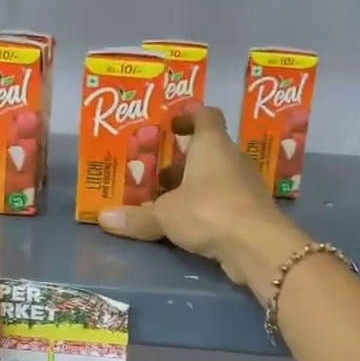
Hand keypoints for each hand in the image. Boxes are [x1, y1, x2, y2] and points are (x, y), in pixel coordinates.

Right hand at [98, 107, 306, 300]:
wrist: (256, 244)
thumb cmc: (208, 210)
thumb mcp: (165, 214)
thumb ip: (137, 216)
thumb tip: (104, 219)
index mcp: (213, 145)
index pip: (207, 116)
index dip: (190, 116)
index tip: (172, 125)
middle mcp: (233, 159)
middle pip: (210, 150)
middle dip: (185, 159)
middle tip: (158, 171)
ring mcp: (247, 185)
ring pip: (218, 177)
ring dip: (197, 186)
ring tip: (169, 200)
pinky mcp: (253, 211)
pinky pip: (226, 202)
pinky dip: (209, 208)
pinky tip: (190, 223)